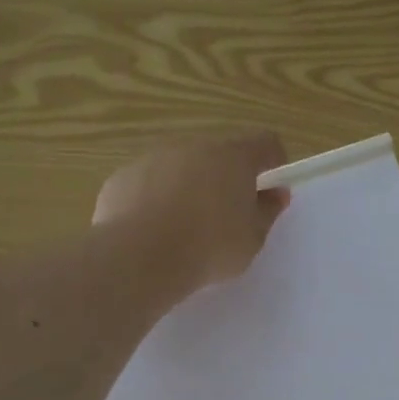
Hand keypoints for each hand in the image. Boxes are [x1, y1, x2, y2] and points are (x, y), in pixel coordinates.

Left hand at [93, 132, 290, 292]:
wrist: (139, 257)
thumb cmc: (209, 247)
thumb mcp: (252, 239)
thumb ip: (267, 211)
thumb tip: (275, 194)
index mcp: (233, 157)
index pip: (264, 142)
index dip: (272, 160)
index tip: (271, 185)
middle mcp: (194, 146)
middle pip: (219, 153)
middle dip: (227, 176)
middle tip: (227, 213)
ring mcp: (154, 158)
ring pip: (181, 166)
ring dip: (190, 185)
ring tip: (186, 226)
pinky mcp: (123, 176)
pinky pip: (149, 182)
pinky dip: (156, 198)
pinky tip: (153, 229)